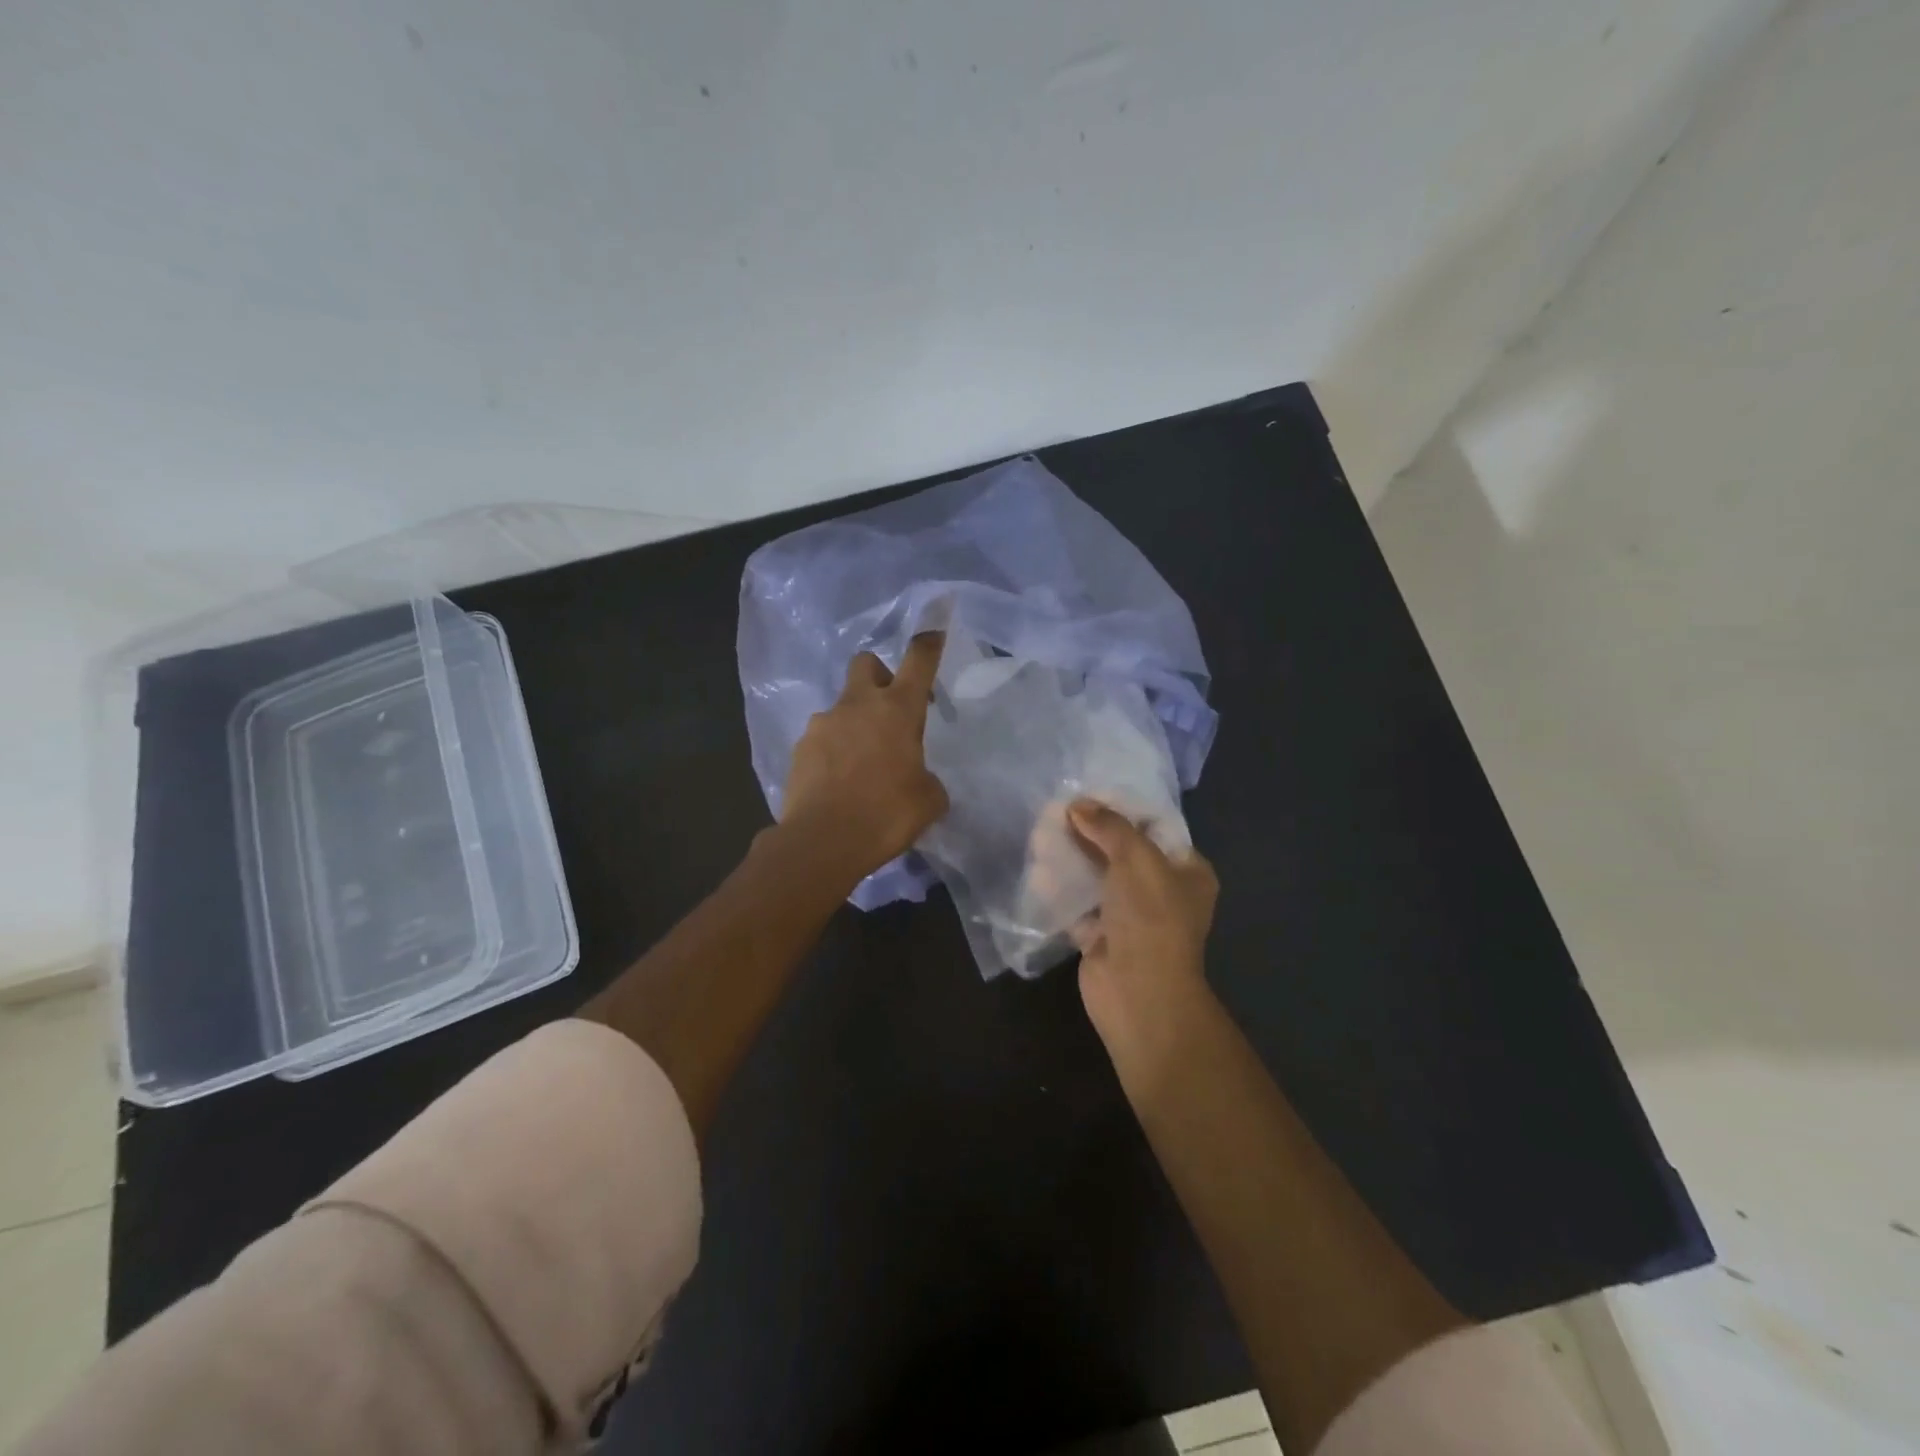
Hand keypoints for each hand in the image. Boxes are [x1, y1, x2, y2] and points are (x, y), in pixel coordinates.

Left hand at [778, 632, 949, 885]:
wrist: (822, 842)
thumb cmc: (886, 815)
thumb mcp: (928, 800)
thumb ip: (928, 779)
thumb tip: (918, 779)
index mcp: (897, 710)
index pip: (918, 661)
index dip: (928, 643)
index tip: (933, 632)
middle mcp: (857, 705)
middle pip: (866, 663)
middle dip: (880, 675)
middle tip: (890, 709)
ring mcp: (823, 724)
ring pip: (842, 706)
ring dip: (855, 722)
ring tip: (862, 764)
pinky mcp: (800, 748)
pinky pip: (822, 738)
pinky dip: (833, 751)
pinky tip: (839, 782)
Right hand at [1066, 799, 1219, 1058]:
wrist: (1137, 993)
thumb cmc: (1150, 918)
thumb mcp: (1137, 858)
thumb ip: (1109, 826)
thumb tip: (1078, 805)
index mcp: (1187, 871)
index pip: (1155, 828)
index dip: (1123, 809)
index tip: (1089, 793)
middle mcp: (1162, 891)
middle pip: (1121, 851)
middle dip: (1089, 832)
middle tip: (1055, 812)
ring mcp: (1130, 916)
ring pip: (1096, 877)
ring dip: (1070, 858)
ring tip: (1040, 836)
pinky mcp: (1101, 936)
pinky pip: (1078, 904)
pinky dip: (1059, 890)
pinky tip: (1037, 871)